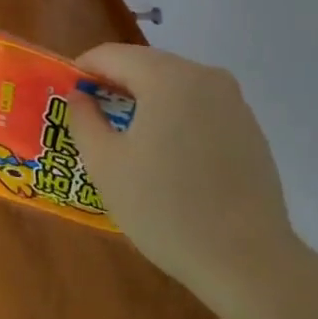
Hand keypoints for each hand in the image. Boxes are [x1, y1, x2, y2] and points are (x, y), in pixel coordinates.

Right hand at [66, 45, 296, 302]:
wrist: (250, 263)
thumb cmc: (166, 209)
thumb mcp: (106, 165)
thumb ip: (83, 119)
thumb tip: (80, 97)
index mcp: (166, 76)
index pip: (111, 55)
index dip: (83, 70)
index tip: (67, 96)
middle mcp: (203, 75)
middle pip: (145, 65)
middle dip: (115, 84)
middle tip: (93, 118)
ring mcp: (232, 101)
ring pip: (174, 85)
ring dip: (146, 101)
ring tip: (129, 139)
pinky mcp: (250, 128)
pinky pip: (200, 107)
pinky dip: (176, 118)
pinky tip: (170, 158)